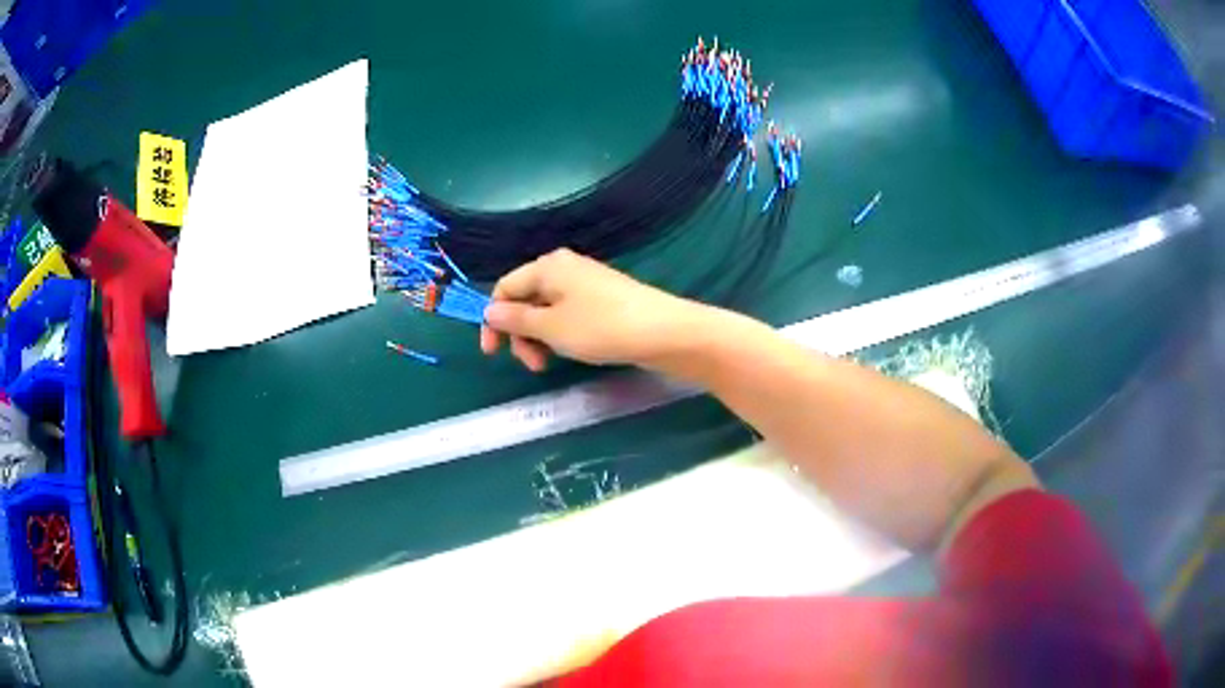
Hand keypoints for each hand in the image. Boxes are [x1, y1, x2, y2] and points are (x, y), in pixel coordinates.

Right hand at [480, 249, 706, 371]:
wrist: (663, 332)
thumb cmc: (601, 327)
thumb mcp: (551, 328)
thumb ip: (516, 320)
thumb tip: (490, 311)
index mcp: (547, 267)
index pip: (505, 288)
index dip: (494, 320)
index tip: (493, 353)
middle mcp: (564, 269)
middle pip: (525, 299)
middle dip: (520, 333)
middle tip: (533, 365)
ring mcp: (586, 284)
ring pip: (546, 311)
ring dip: (540, 338)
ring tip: (551, 362)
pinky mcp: (602, 300)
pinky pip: (568, 315)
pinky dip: (561, 334)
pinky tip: (572, 352)